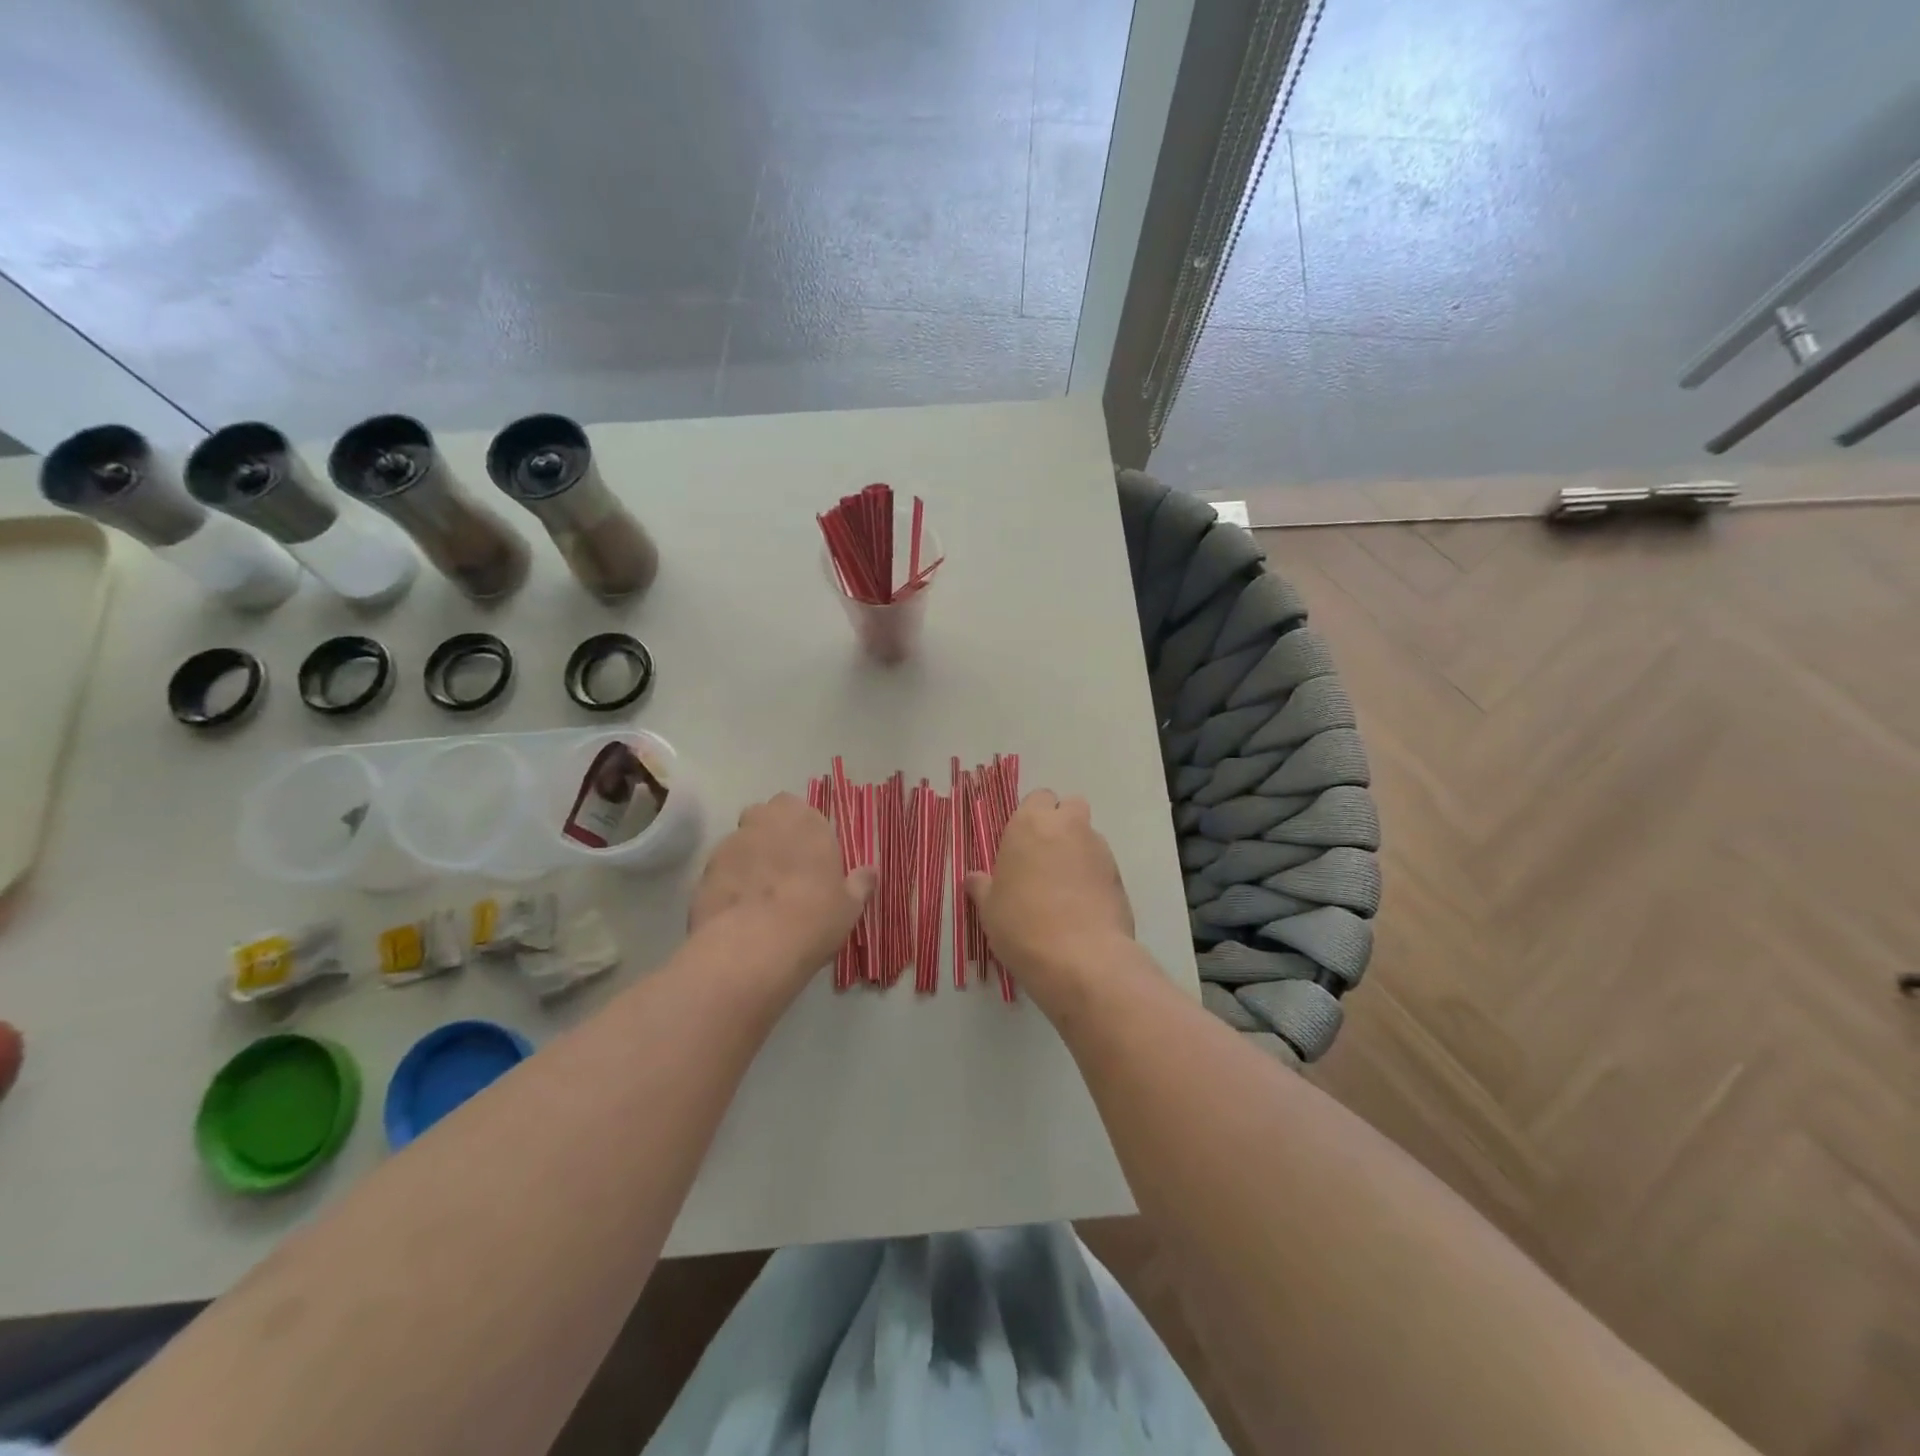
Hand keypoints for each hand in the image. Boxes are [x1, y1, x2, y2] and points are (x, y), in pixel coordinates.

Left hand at [690, 794, 875, 982]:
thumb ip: (859, 883)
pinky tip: (737, 910)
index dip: (804, 832)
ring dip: (749, 857)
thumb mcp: (849, 905)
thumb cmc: (814, 917)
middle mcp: (767, 821)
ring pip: (741, 841)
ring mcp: (732, 843)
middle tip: (784, 870)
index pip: (802, 810)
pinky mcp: (705, 870)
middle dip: (772, 834)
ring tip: (758, 894)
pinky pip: (721, 869)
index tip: (810, 856)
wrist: (754, 946)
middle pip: (766, 816)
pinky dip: (728, 881)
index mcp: (806, 821)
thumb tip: (871, 871)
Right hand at [965, 791, 1133, 997]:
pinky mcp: (1120, 875)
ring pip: (1088, 836)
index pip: (1037, 798)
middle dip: (1061, 824)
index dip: (1031, 817)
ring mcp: (1099, 849)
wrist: (1082, 958)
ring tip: (1064, 887)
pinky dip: (1093, 875)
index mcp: (1030, 824)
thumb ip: (983, 887)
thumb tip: (974, 879)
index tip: (1021, 844)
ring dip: (1078, 850)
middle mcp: (1068, 827)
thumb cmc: (1022, 925)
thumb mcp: (990, 909)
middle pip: (1070, 807)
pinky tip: (1082, 905)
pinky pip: (1102, 865)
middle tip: (1044, 857)